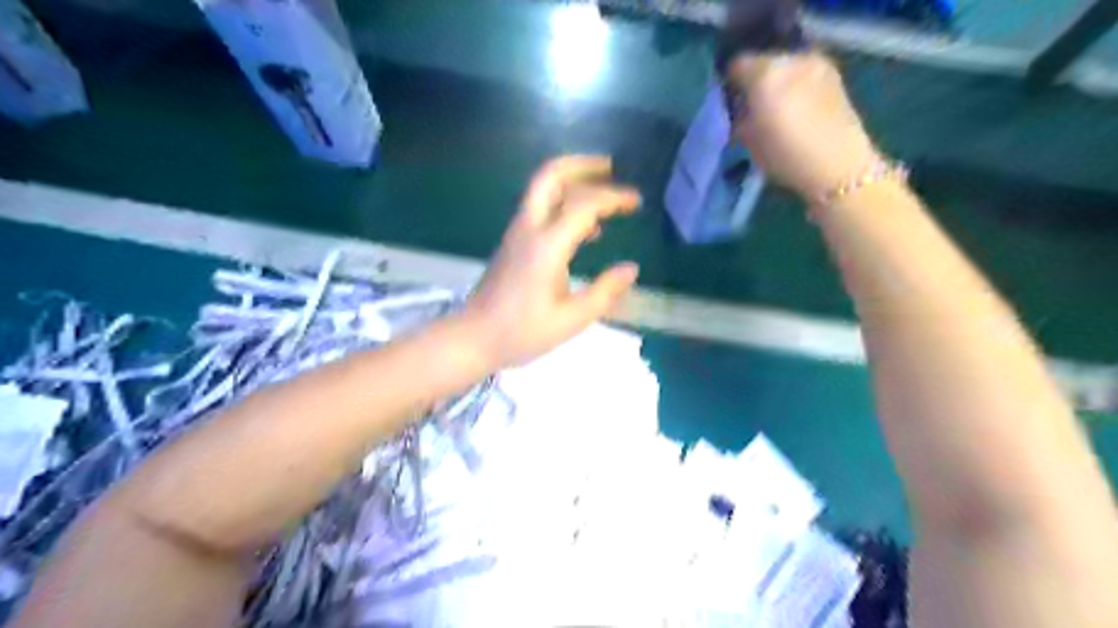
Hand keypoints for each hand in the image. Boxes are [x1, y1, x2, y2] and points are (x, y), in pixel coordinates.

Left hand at [458, 154, 642, 368]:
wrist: (473, 337)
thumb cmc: (521, 332)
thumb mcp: (571, 320)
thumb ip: (604, 292)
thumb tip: (631, 269)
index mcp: (546, 246)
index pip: (584, 204)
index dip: (613, 197)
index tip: (636, 202)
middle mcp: (529, 229)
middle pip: (550, 176)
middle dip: (582, 165)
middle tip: (610, 167)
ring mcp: (517, 233)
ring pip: (543, 188)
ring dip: (573, 182)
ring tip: (604, 197)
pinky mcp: (513, 242)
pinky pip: (540, 208)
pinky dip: (564, 204)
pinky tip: (585, 230)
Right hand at [731, 54, 887, 199]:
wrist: (837, 165)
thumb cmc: (785, 156)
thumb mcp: (748, 140)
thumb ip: (739, 114)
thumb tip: (740, 105)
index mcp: (765, 74)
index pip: (737, 65)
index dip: (730, 83)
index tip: (730, 101)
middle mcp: (792, 59)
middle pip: (763, 61)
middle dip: (755, 80)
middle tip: (752, 104)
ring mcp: (816, 63)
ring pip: (785, 64)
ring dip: (778, 81)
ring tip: (776, 106)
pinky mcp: (833, 73)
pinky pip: (803, 71)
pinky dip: (796, 83)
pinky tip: (797, 106)